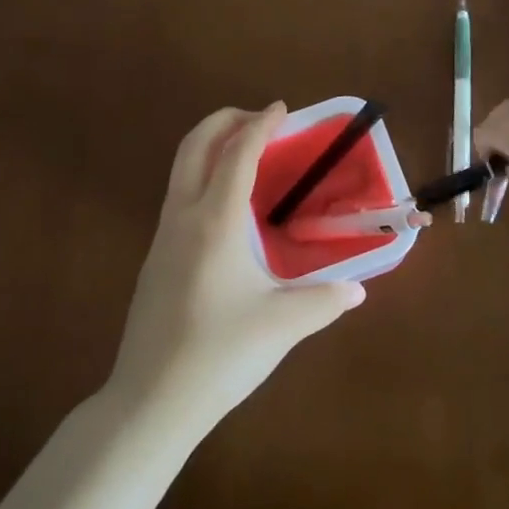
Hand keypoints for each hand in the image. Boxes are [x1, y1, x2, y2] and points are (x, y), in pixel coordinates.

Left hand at [106, 103, 365, 432]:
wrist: (150, 400)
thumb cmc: (220, 354)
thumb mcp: (282, 326)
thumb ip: (325, 301)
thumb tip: (357, 290)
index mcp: (215, 222)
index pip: (237, 154)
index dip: (260, 125)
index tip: (282, 109)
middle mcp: (184, 217)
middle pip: (196, 145)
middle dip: (226, 120)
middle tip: (260, 119)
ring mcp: (163, 237)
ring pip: (181, 169)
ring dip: (211, 146)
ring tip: (248, 154)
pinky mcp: (156, 258)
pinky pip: (179, 195)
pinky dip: (203, 176)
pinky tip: (228, 208)